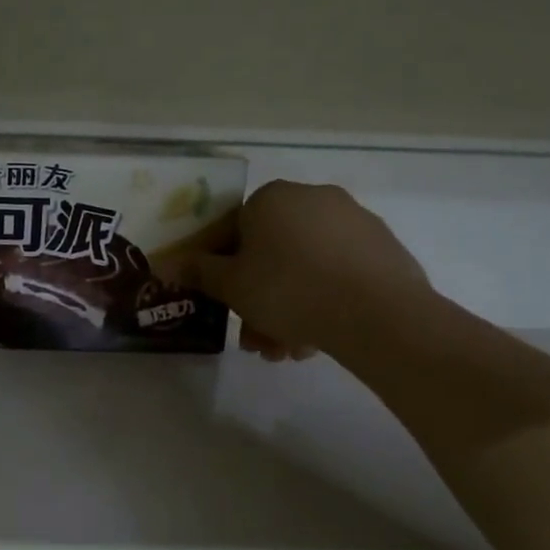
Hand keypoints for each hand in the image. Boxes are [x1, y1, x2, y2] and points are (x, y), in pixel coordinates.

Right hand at [188, 181, 432, 360]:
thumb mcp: (230, 285)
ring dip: (288, 308)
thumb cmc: (288, 289)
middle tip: (255, 339)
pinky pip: (339, 273)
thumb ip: (198, 272)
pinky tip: (317, 339)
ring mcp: (354, 222)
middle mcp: (313, 199)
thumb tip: (164, 264)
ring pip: (306, 267)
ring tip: (287, 352)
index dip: (223, 270)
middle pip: (272, 253)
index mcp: (272, 198)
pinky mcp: (384, 250)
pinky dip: (323, 301)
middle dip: (259, 299)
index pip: (234, 230)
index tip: (225, 303)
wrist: (377, 314)